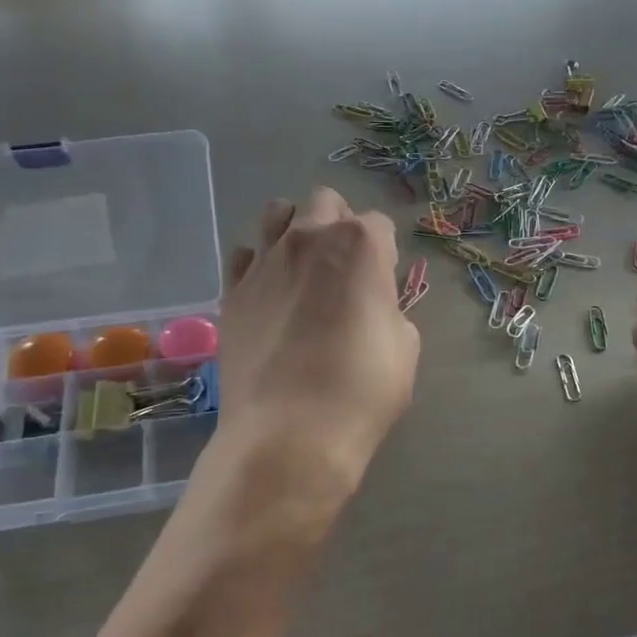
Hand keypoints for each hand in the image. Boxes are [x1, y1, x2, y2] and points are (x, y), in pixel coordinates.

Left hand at [215, 189, 419, 498]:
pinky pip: (244, 256)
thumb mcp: (405, 348)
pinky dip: (258, 264)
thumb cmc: (361, 390)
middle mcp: (309, 239)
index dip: (384, 253)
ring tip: (303, 269)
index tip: (382, 284)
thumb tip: (372, 306)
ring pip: (276, 214)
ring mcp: (263, 262)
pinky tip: (269, 294)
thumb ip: (390, 310)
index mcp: (360, 245)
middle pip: (325, 202)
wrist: (289, 434)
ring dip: (295, 229)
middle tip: (344, 268)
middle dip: (338, 224)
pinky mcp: (232, 292)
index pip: (379, 224)